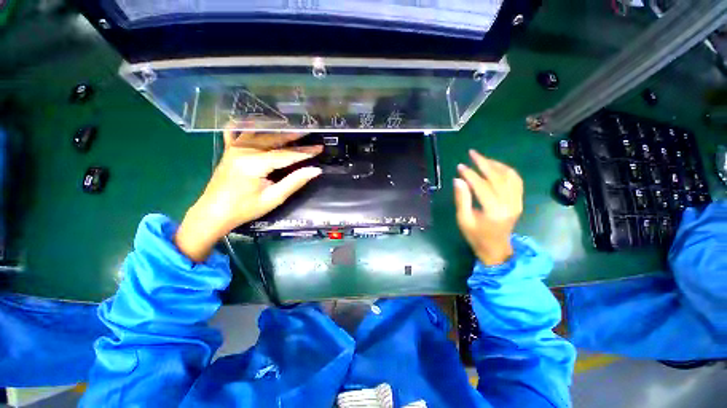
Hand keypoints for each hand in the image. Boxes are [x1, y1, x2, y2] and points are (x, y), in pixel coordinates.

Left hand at [175, 127, 322, 261]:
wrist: (213, 213)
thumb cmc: (245, 209)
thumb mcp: (273, 198)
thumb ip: (294, 182)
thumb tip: (315, 170)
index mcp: (255, 163)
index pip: (287, 154)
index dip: (305, 152)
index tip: (320, 148)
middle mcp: (244, 150)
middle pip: (274, 139)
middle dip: (294, 137)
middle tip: (310, 133)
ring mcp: (234, 147)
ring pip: (260, 133)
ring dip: (277, 129)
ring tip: (292, 127)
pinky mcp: (228, 150)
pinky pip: (237, 131)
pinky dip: (248, 124)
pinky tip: (256, 121)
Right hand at [454, 150, 522, 265]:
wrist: (496, 249)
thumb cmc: (476, 236)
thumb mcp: (464, 220)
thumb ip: (462, 199)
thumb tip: (458, 180)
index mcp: (493, 211)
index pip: (482, 186)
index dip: (470, 174)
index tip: (459, 166)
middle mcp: (509, 204)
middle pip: (498, 177)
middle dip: (484, 163)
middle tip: (471, 153)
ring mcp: (517, 202)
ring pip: (509, 176)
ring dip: (496, 164)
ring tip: (482, 159)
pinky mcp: (519, 201)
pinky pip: (516, 181)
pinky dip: (506, 170)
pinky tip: (496, 167)